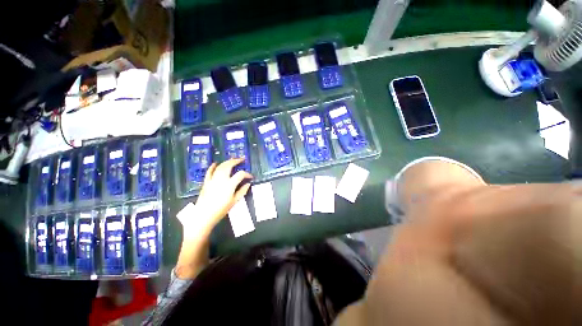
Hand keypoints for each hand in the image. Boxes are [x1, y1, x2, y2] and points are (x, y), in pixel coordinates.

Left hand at [178, 158, 252, 238]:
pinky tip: (215, 163)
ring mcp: (212, 179)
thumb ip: (242, 191)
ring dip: (227, 162)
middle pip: (229, 166)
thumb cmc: (221, 210)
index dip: (247, 174)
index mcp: (230, 184)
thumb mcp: (234, 201)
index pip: (240, 174)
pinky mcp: (206, 182)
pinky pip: (209, 171)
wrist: (203, 215)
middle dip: (236, 161)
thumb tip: (248, 184)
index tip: (251, 177)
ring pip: (220, 166)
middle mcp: (221, 179)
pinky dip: (212, 166)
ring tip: (232, 159)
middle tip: (241, 159)